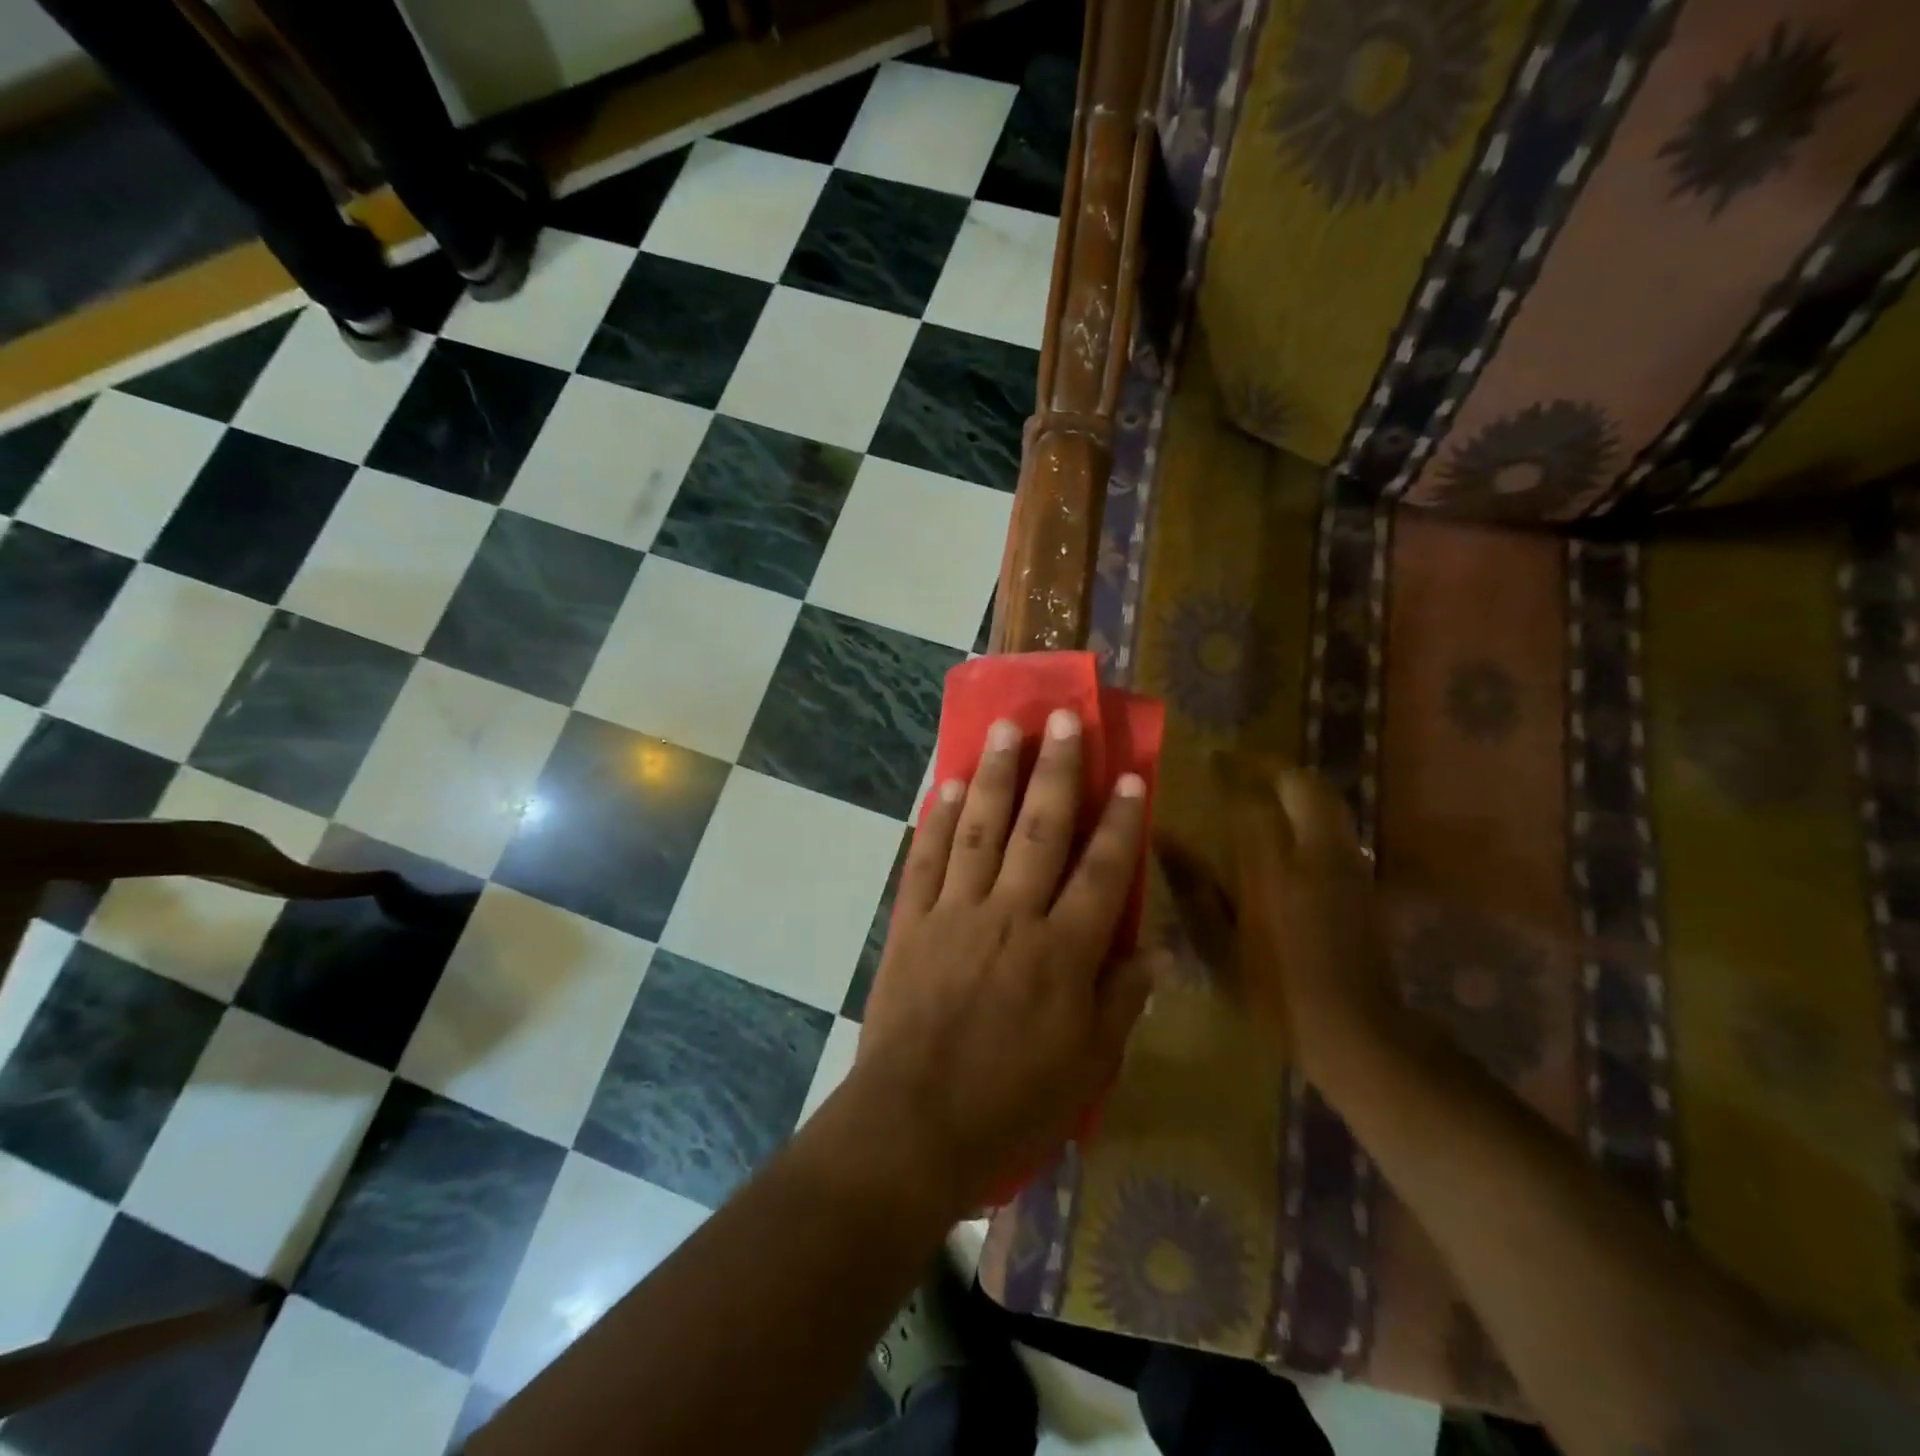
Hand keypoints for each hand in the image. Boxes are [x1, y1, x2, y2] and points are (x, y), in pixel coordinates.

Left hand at [850, 708, 1163, 1215]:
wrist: (914, 1124)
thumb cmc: (1011, 1104)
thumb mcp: (1087, 1067)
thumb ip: (1121, 1001)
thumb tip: (1154, 949)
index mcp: (1062, 952)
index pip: (1101, 871)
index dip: (1121, 821)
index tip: (1132, 775)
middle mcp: (1010, 915)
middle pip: (1039, 829)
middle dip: (1056, 770)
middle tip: (1064, 719)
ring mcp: (955, 912)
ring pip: (979, 829)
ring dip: (994, 775)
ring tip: (1005, 728)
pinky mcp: (912, 922)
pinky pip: (925, 859)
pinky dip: (934, 820)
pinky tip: (944, 785)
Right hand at [1216, 754, 1402, 1077]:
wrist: (1357, 1032)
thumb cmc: (1274, 993)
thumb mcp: (1217, 946)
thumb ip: (1191, 886)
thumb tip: (1162, 837)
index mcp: (1272, 869)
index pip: (1251, 800)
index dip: (1231, 772)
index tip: (1211, 757)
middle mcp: (1314, 855)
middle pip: (1302, 786)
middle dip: (1272, 767)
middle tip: (1242, 767)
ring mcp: (1347, 865)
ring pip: (1328, 800)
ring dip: (1297, 784)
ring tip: (1267, 787)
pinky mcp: (1364, 880)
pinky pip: (1338, 825)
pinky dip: (1314, 810)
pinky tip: (1294, 827)